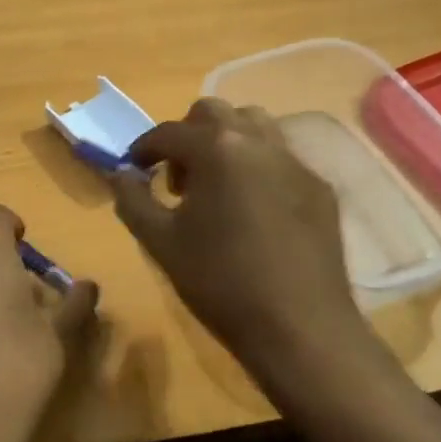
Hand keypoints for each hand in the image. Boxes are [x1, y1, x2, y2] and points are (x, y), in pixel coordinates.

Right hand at [113, 99, 369, 386]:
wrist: (300, 327)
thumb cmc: (220, 282)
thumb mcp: (160, 243)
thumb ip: (132, 200)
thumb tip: (120, 174)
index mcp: (217, 149)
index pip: (168, 132)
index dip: (144, 149)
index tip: (133, 170)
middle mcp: (259, 141)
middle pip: (213, 113)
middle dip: (187, 137)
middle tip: (178, 180)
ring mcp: (295, 162)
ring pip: (254, 125)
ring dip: (226, 142)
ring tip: (217, 186)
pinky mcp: (319, 187)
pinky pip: (281, 157)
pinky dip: (257, 166)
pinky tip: (253, 210)